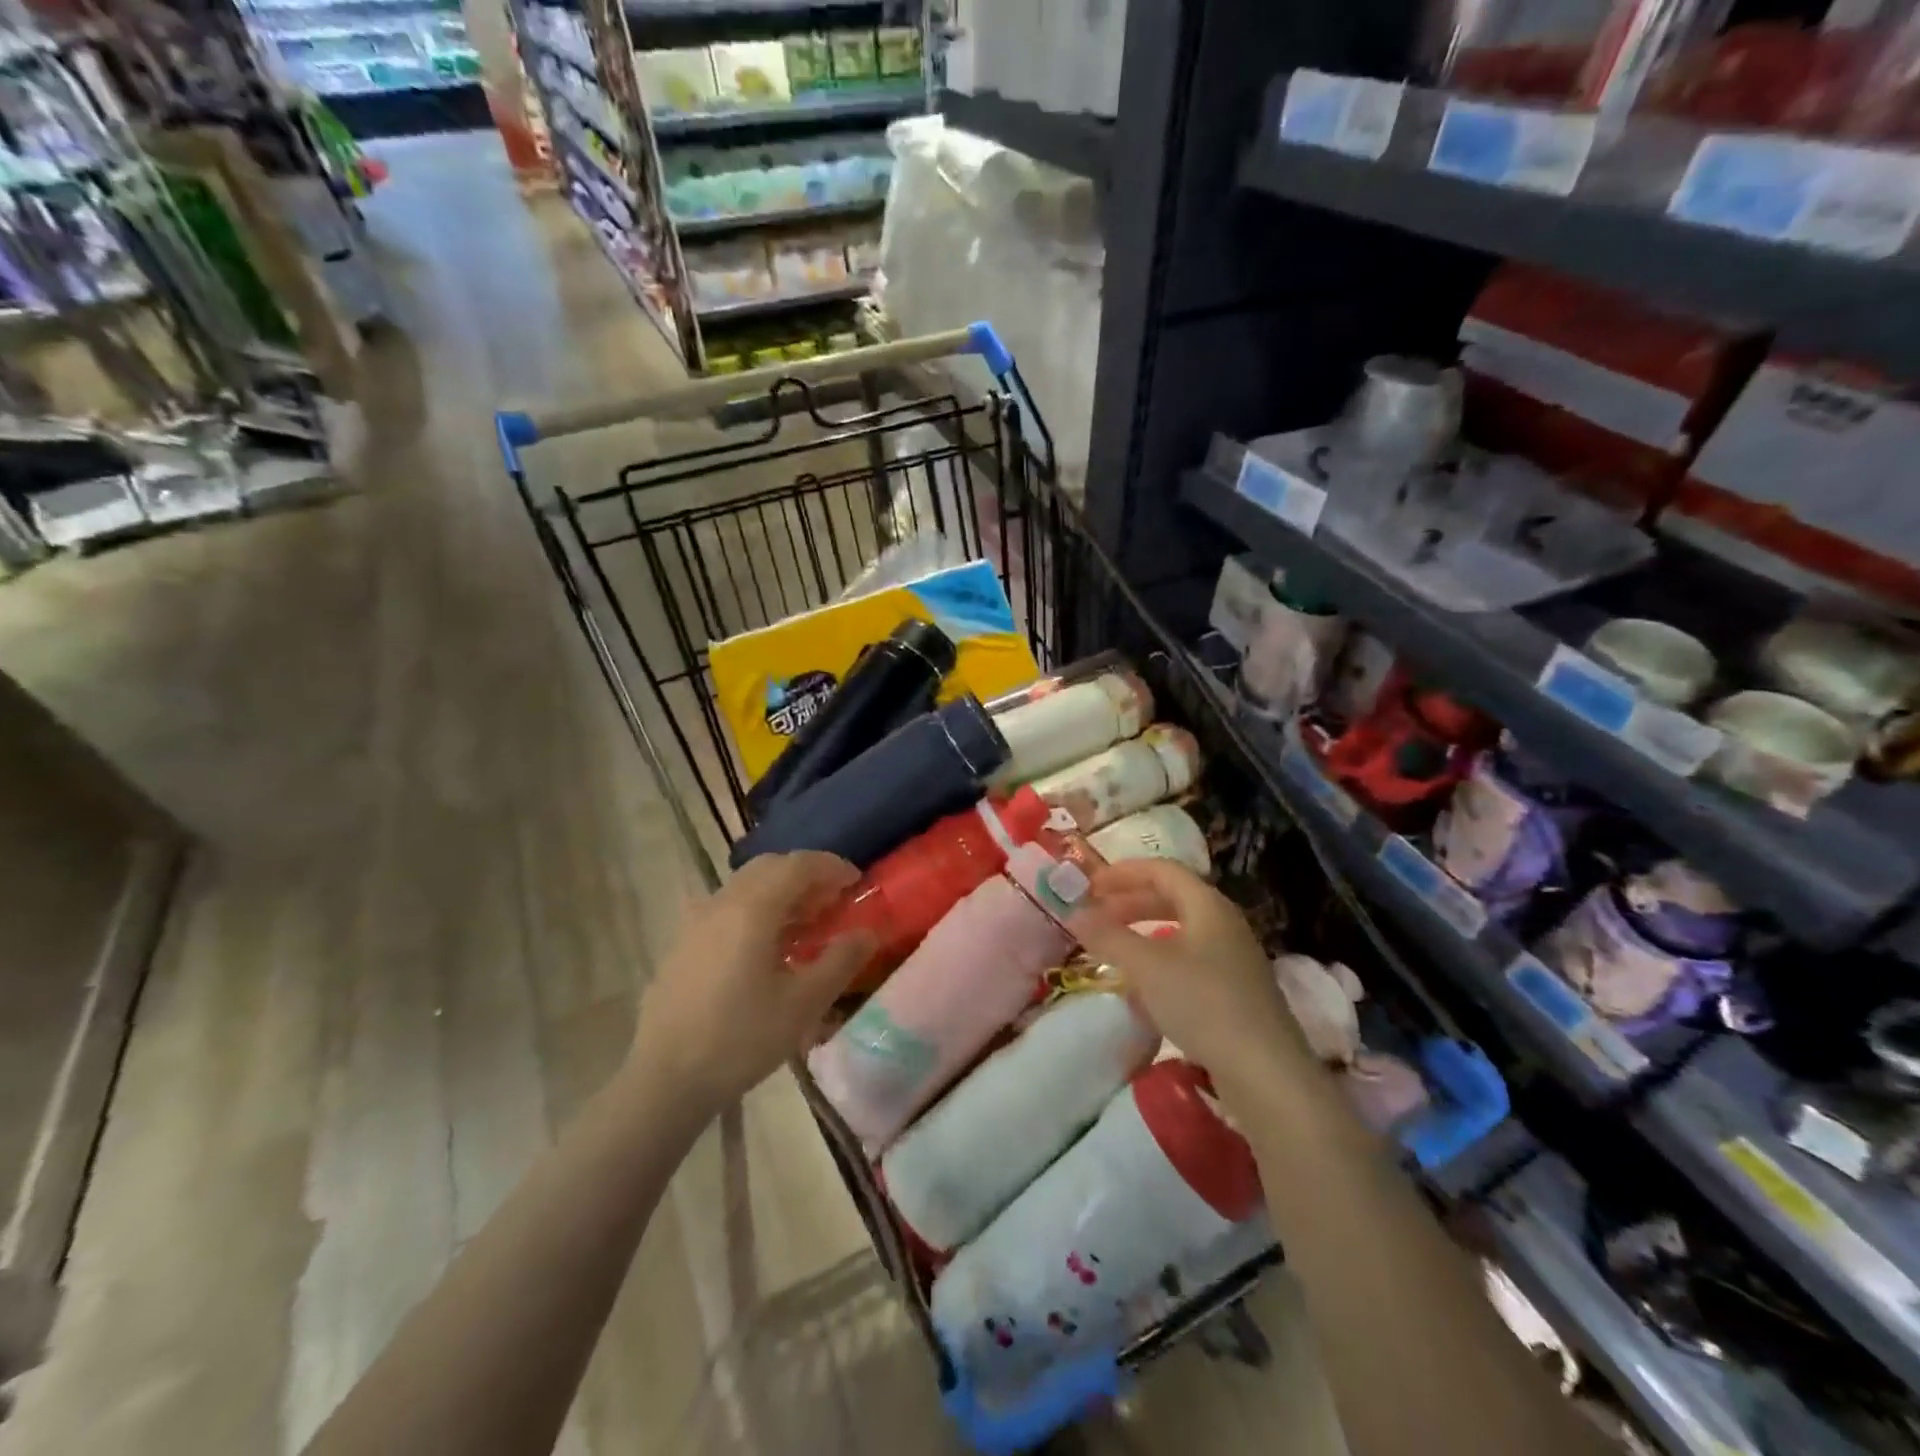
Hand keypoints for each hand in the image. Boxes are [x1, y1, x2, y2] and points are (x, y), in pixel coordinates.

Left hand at [628, 852, 874, 1117]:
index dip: (832, 867)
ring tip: (804, 926)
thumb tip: (867, 932)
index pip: (798, 864)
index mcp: (753, 908)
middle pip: (770, 867)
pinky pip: (726, 908)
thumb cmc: (741, 1038)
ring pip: (746, 886)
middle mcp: (722, 902)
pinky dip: (754, 910)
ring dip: (780, 892)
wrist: (665, 1079)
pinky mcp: (683, 943)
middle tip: (832, 902)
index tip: (856, 883)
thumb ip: (841, 961)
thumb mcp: (804, 1003)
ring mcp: (697, 921)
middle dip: (806, 875)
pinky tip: (763, 947)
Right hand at [1068, 859, 1309, 1089]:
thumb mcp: (1146, 966)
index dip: (1124, 872)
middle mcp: (1224, 924)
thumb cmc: (1203, 1003)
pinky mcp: (1235, 993)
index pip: (1163, 870)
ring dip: (1142, 934)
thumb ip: (1108, 936)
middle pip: (1172, 898)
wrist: (1265, 1073)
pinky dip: (1159, 963)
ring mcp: (1233, 960)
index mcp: (1208, 905)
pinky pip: (1189, 962)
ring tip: (1113, 949)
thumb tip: (1074, 913)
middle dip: (1130, 903)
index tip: (1090, 886)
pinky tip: (1141, 990)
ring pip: (1180, 932)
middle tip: (1096, 916)